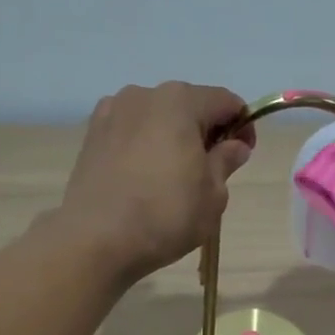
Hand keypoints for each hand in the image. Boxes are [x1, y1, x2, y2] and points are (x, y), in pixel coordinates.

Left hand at [56, 81, 255, 281]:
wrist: (97, 239)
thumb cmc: (166, 214)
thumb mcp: (213, 194)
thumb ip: (226, 161)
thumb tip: (234, 146)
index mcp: (180, 101)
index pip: (225, 101)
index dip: (242, 126)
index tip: (243, 155)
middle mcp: (144, 95)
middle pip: (188, 105)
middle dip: (205, 131)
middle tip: (211, 170)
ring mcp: (112, 112)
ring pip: (156, 118)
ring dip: (172, 138)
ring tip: (174, 177)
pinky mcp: (91, 135)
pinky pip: (130, 133)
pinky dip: (144, 146)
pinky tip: (144, 178)